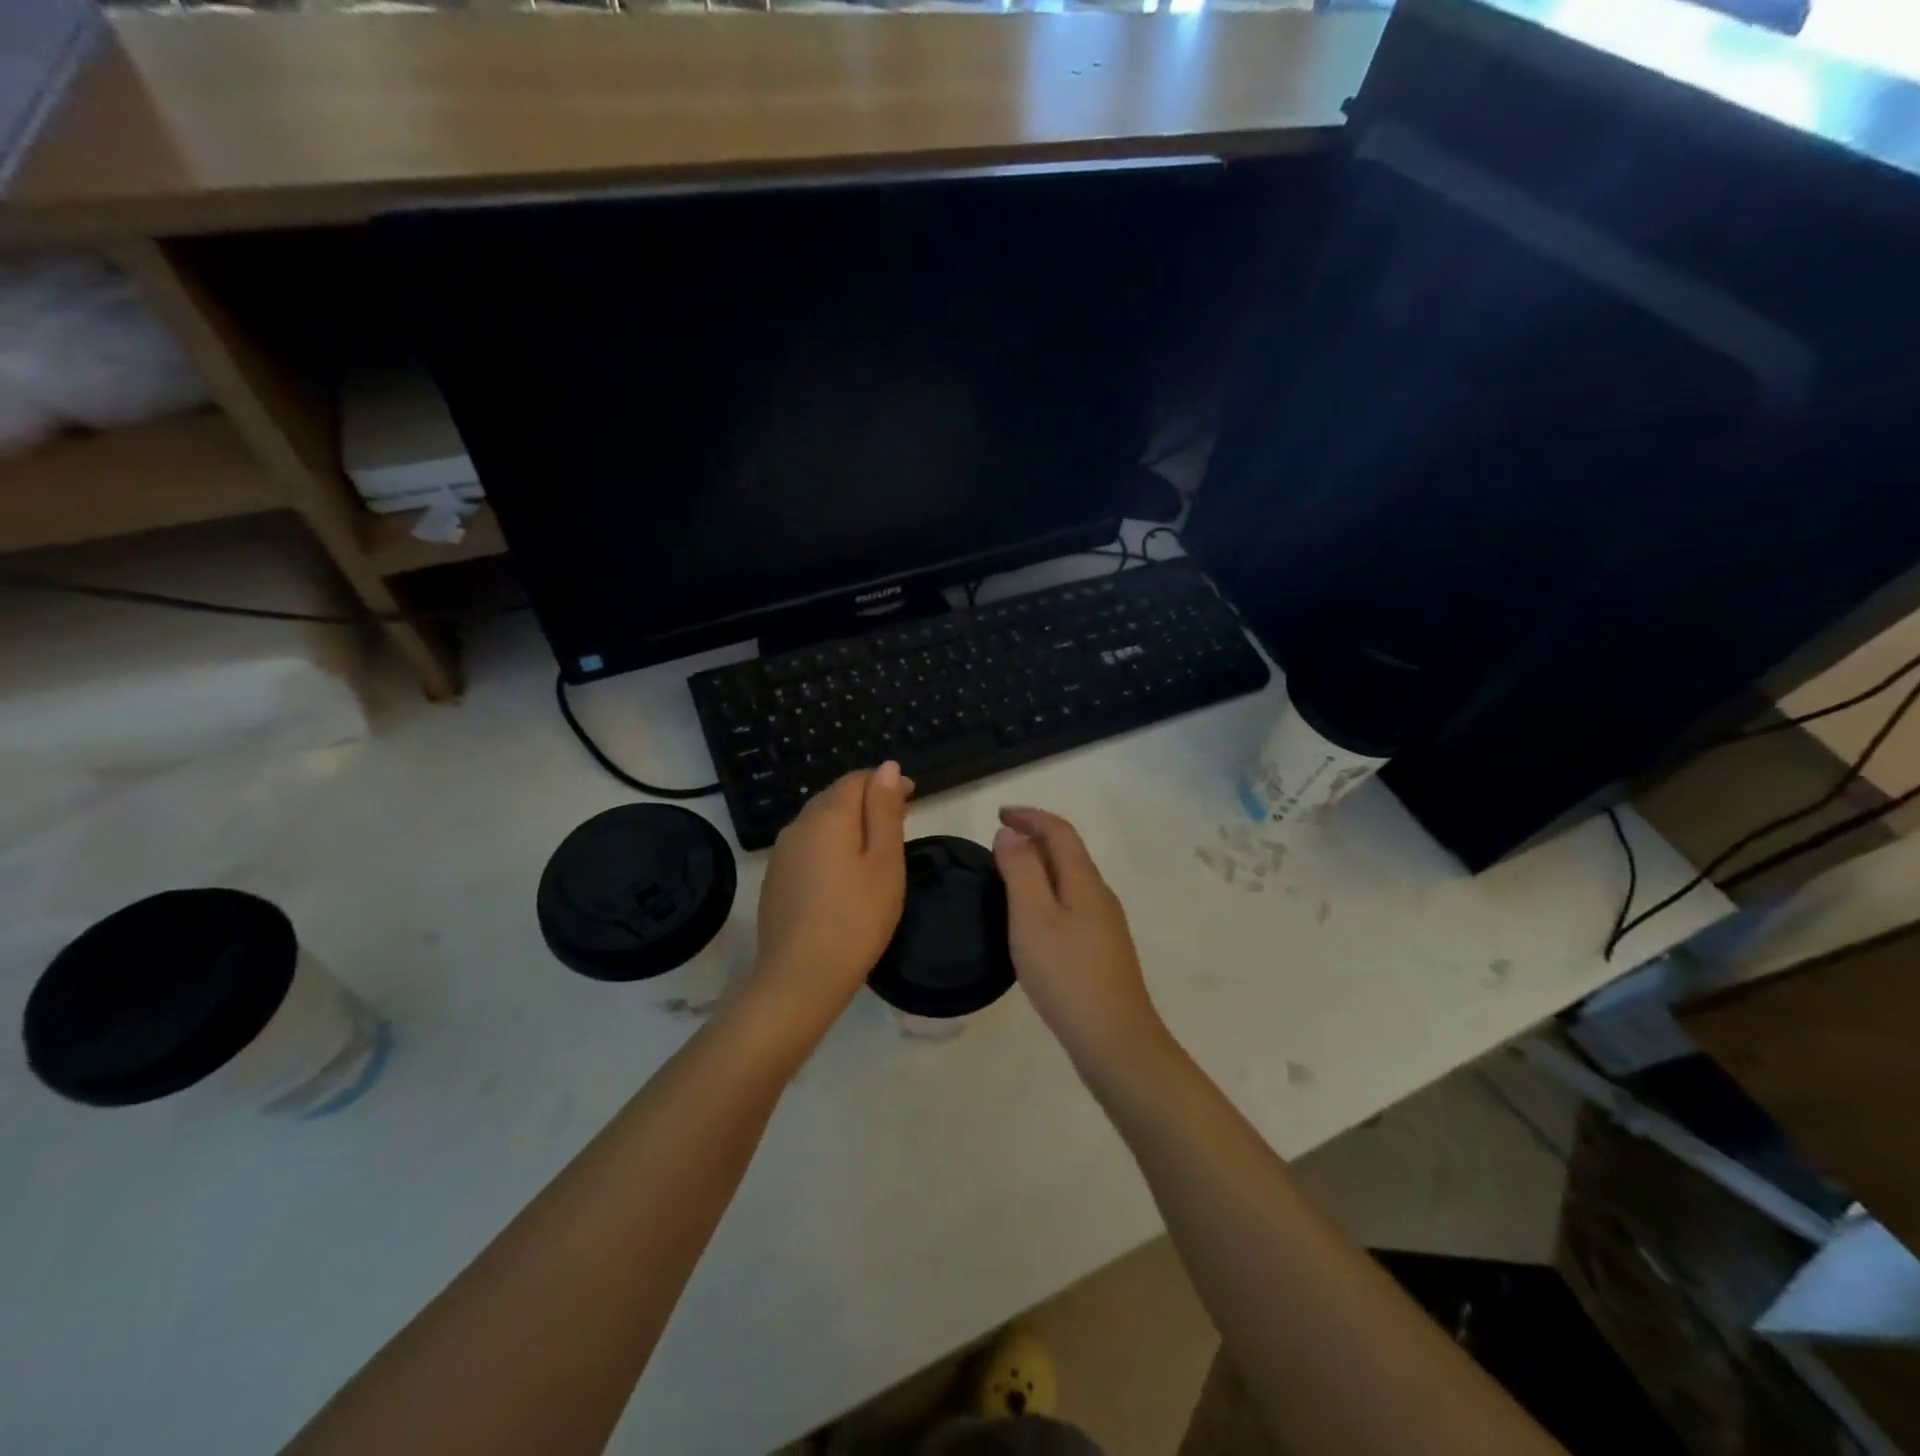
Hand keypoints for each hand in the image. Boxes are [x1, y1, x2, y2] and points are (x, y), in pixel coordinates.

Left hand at [742, 763, 914, 1046]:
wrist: (800, 978)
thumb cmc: (856, 918)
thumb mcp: (884, 862)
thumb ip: (885, 810)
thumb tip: (888, 767)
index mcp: (828, 815)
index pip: (857, 779)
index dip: (886, 782)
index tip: (913, 798)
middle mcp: (799, 825)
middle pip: (835, 797)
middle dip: (868, 801)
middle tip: (900, 821)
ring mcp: (782, 853)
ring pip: (819, 823)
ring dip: (848, 824)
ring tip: (875, 847)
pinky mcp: (775, 879)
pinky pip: (807, 847)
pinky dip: (830, 847)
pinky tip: (843, 874)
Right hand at [993, 806, 1169, 1076]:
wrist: (1115, 1041)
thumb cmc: (1067, 975)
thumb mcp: (1033, 918)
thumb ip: (1021, 870)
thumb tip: (1011, 833)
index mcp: (1085, 881)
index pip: (1059, 831)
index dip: (1030, 816)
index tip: (999, 814)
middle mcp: (1100, 895)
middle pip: (1069, 852)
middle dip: (1035, 837)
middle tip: (999, 841)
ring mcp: (1105, 924)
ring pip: (1071, 879)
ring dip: (1041, 865)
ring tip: (1009, 874)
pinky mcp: (1102, 950)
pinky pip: (1072, 903)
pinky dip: (1048, 893)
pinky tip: (1032, 918)